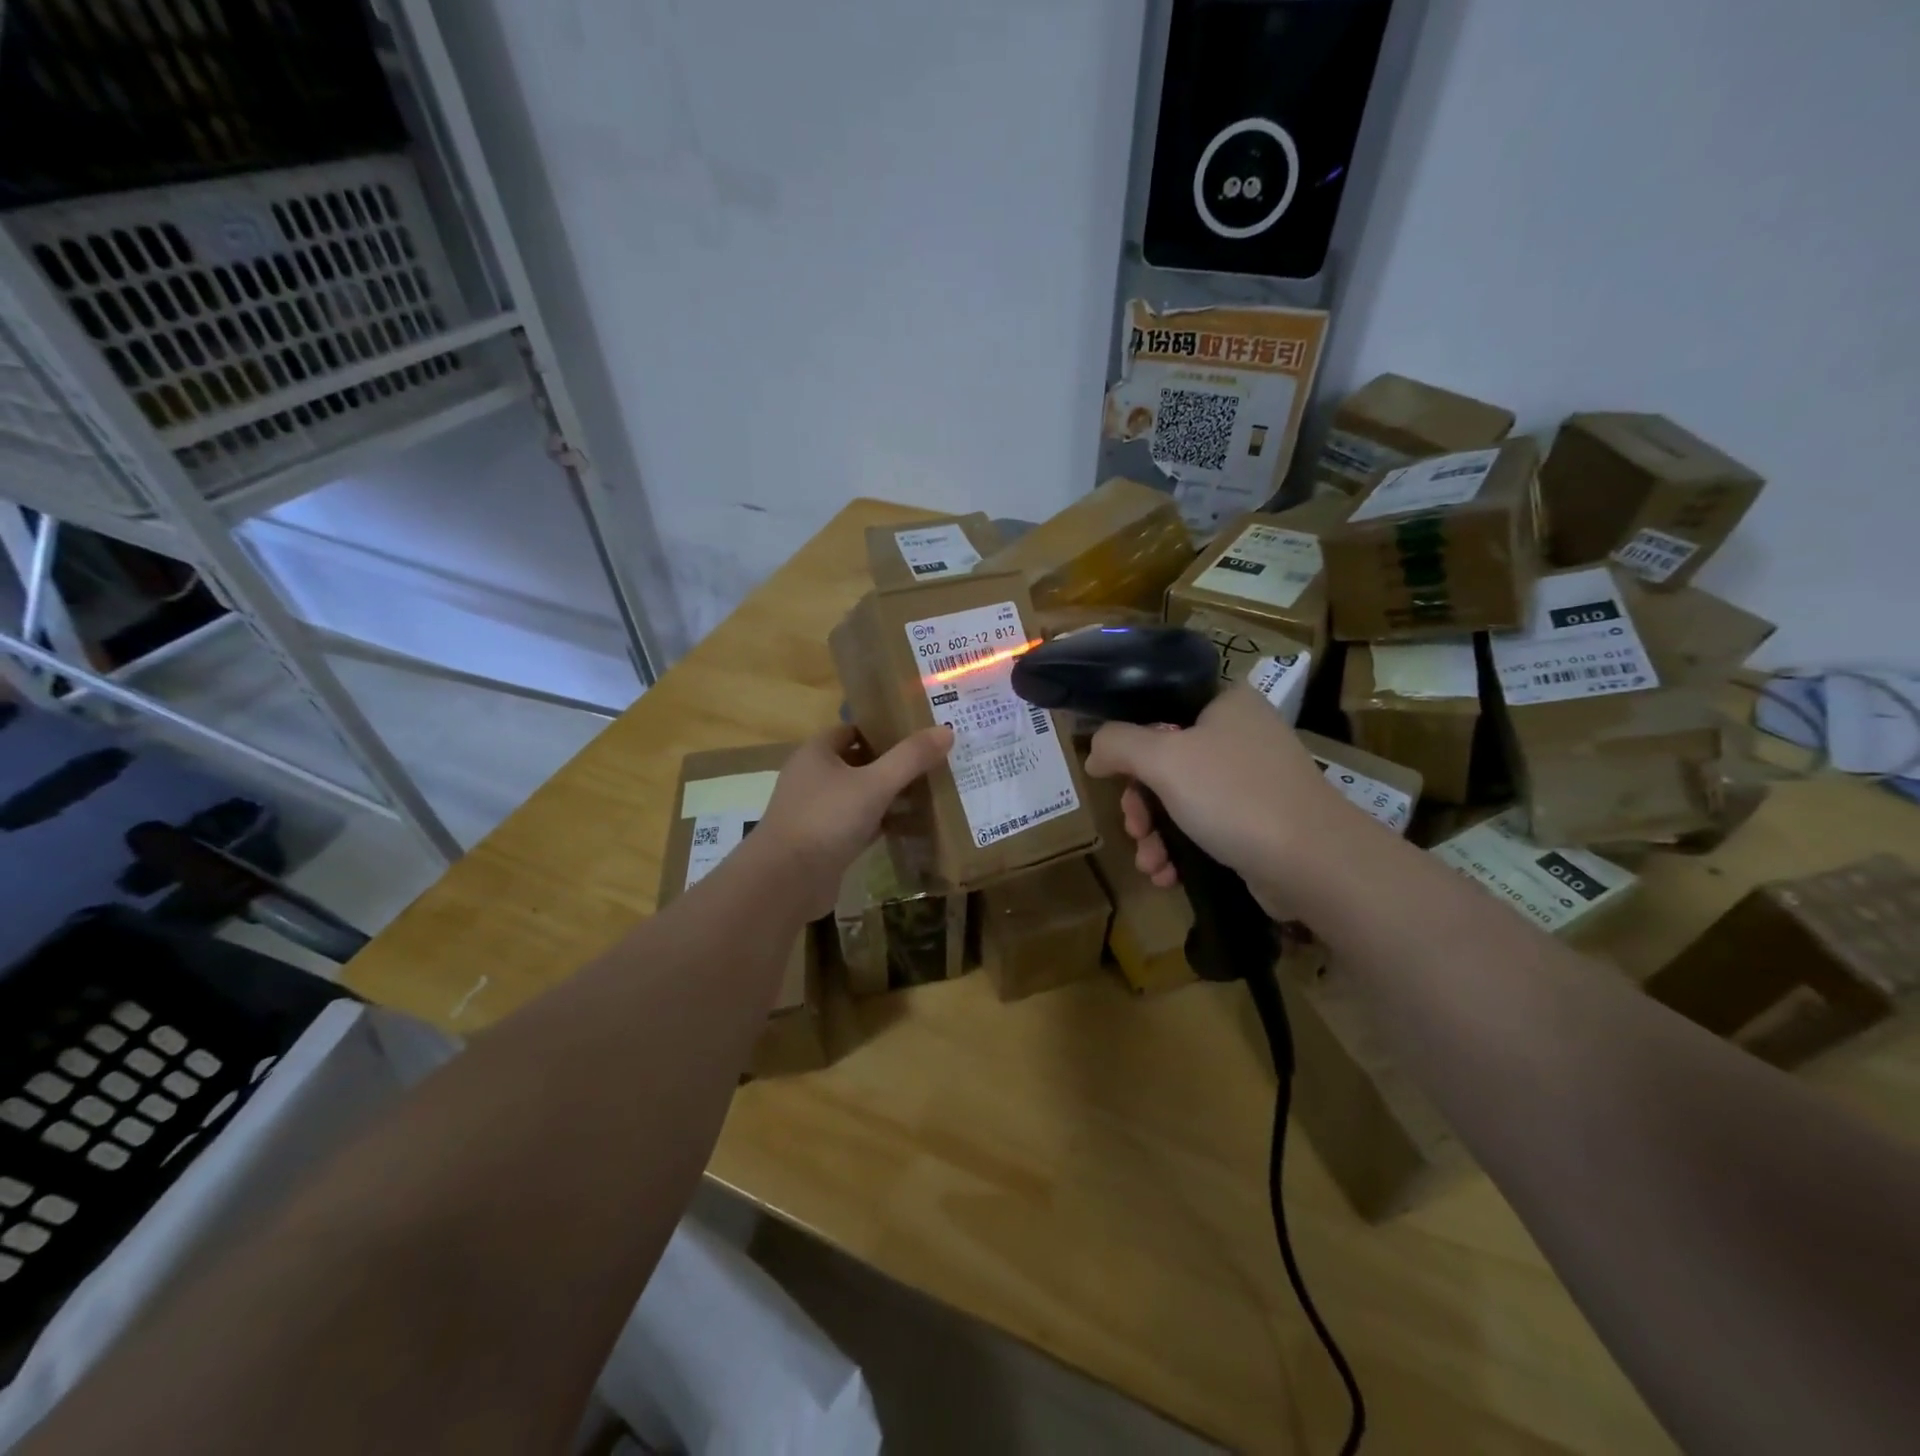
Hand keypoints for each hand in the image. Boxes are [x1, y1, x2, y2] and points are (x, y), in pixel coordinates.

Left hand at [754, 723, 953, 917]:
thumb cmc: (826, 819)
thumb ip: (910, 758)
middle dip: (892, 763)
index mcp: (817, 753)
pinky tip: (911, 826)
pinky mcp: (825, 841)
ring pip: (860, 795)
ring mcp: (817, 811)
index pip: (854, 730)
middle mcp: (813, 777)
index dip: (885, 729)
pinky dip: (881, 823)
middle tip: (933, 762)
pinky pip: (859, 823)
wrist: (785, 881)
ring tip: (929, 791)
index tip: (919, 733)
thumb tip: (946, 730)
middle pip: (859, 762)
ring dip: (888, 795)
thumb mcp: (874, 784)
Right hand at [1083, 686, 1350, 919]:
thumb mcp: (1163, 759)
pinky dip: (1181, 849)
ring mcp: (1253, 781)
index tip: (1115, 778)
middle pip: (1165, 761)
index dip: (1130, 744)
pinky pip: (1205, 827)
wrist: (1313, 863)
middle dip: (1141, 804)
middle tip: (1134, 829)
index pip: (1160, 710)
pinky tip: (1167, 875)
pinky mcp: (1260, 822)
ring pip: (1181, 800)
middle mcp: (1241, 735)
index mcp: (1225, 704)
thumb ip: (1118, 744)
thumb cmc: (1233, 795)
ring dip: (1155, 834)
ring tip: (1150, 863)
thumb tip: (1094, 752)